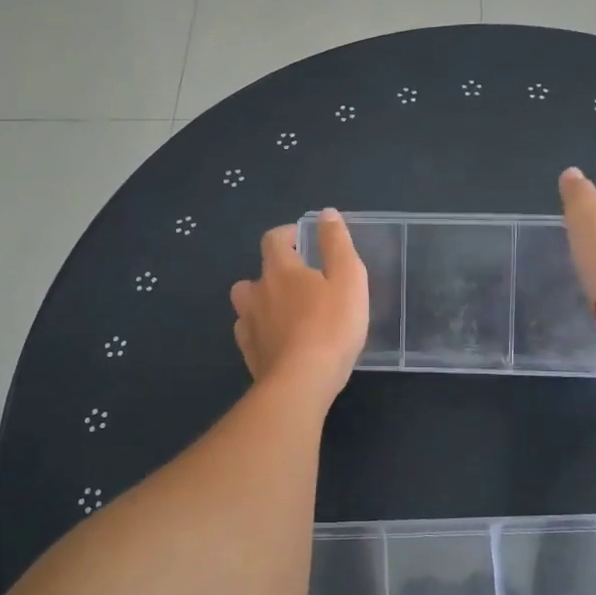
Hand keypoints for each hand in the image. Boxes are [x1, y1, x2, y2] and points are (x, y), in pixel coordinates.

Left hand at [231, 212, 369, 400]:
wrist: (302, 381)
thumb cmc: (331, 326)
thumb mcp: (348, 278)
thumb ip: (337, 243)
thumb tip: (326, 213)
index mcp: (280, 270)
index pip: (273, 240)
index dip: (286, 235)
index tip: (301, 239)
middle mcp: (257, 293)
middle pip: (255, 274)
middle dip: (272, 273)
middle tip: (298, 283)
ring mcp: (249, 325)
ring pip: (247, 305)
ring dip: (261, 303)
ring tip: (285, 313)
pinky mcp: (249, 354)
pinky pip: (249, 334)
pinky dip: (261, 332)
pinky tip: (278, 341)